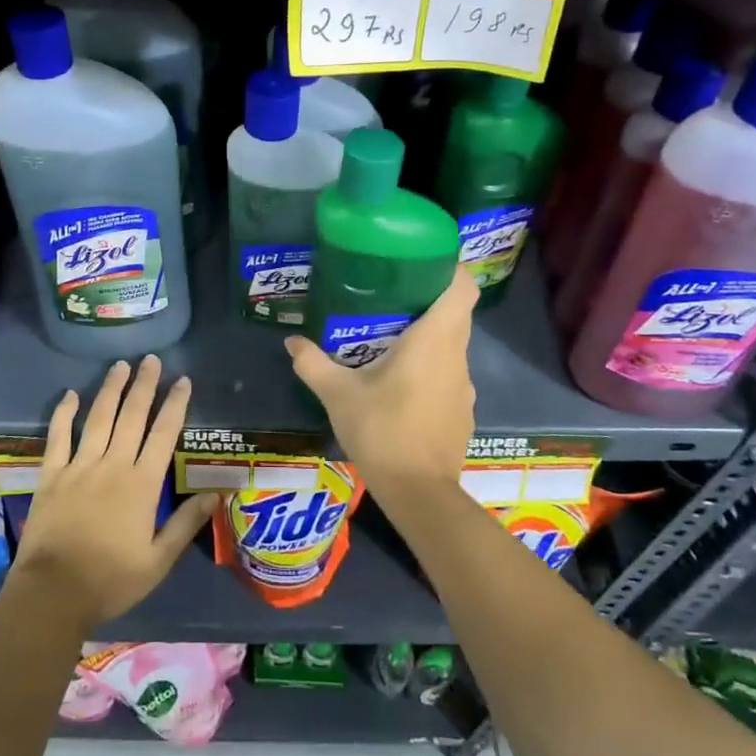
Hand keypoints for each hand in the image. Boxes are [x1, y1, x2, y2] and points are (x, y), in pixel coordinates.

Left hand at [11, 356, 217, 631]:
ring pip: (99, 418)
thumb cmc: (110, 580)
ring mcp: (79, 467)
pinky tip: (70, 394)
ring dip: (111, 390)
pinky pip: (58, 437)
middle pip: (132, 416)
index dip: (175, 404)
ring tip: (121, 366)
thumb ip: (186, 524)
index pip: (164, 434)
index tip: (183, 380)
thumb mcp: (158, 561)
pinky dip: (64, 413)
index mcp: (142, 484)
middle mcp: (113, 465)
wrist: (52, 594)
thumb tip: (216, 494)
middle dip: (144, 386)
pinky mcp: (51, 475)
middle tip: (152, 360)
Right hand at [284, 269, 478, 496]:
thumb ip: (313, 364)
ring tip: (390, 338)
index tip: (421, 262)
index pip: (462, 288)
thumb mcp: (338, 394)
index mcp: (435, 340)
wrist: (419, 494)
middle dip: (428, 300)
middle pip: (456, 314)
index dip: (448, 269)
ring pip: (452, 346)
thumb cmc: (383, 430)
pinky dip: (431, 368)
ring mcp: (464, 386)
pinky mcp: (462, 411)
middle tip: (390, 296)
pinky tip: (401, 383)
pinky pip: (449, 375)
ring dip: (428, 337)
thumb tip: (291, 341)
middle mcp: (457, 357)